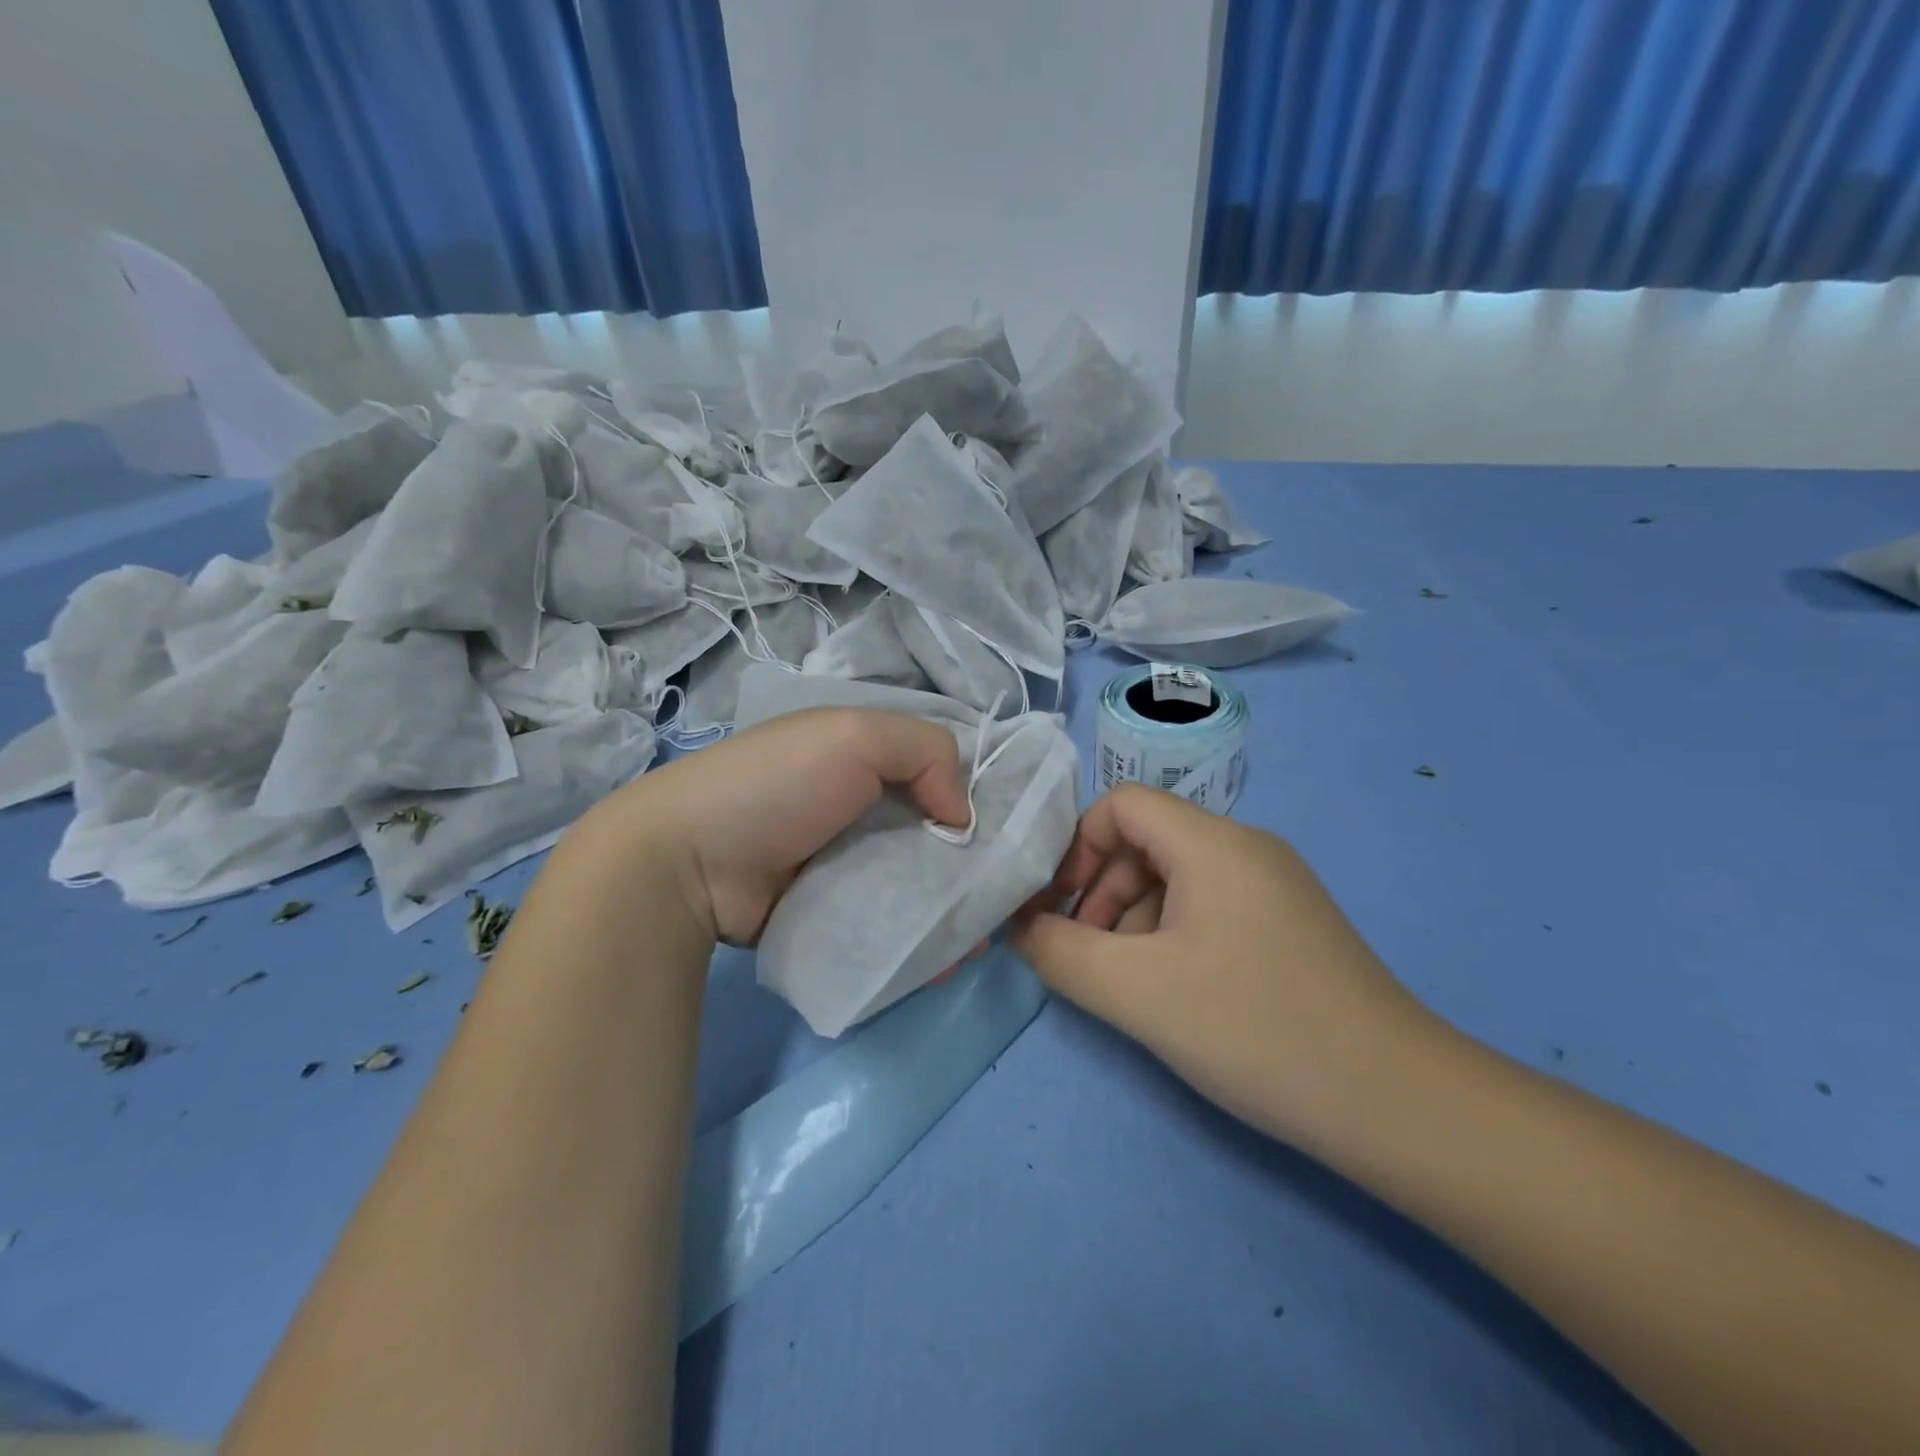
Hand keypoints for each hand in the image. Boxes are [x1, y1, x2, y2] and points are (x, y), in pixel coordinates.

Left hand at [576, 708, 968, 946]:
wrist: (688, 862)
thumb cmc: (777, 784)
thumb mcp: (855, 735)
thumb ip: (926, 751)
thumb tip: (962, 815)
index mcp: (864, 759)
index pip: (937, 772)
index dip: (973, 798)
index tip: (1007, 834)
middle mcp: (861, 808)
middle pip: (932, 835)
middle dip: (969, 864)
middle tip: (1002, 898)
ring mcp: (845, 863)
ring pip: (915, 883)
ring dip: (948, 908)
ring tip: (978, 939)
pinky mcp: (832, 912)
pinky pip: (887, 922)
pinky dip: (916, 938)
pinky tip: (944, 960)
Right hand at [1011, 785, 1438, 1149]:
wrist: (1399, 1105)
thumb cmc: (1257, 1029)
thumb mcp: (1137, 992)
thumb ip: (1060, 952)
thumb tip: (1020, 928)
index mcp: (1213, 843)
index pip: (1122, 804)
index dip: (1077, 846)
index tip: (1058, 908)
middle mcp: (1247, 848)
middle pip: (1147, 840)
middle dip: (1100, 890)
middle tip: (1086, 954)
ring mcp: (1274, 887)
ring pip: (1176, 877)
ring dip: (1132, 917)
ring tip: (1127, 982)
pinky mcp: (1289, 925)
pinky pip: (1209, 907)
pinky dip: (1171, 935)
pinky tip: (1174, 992)